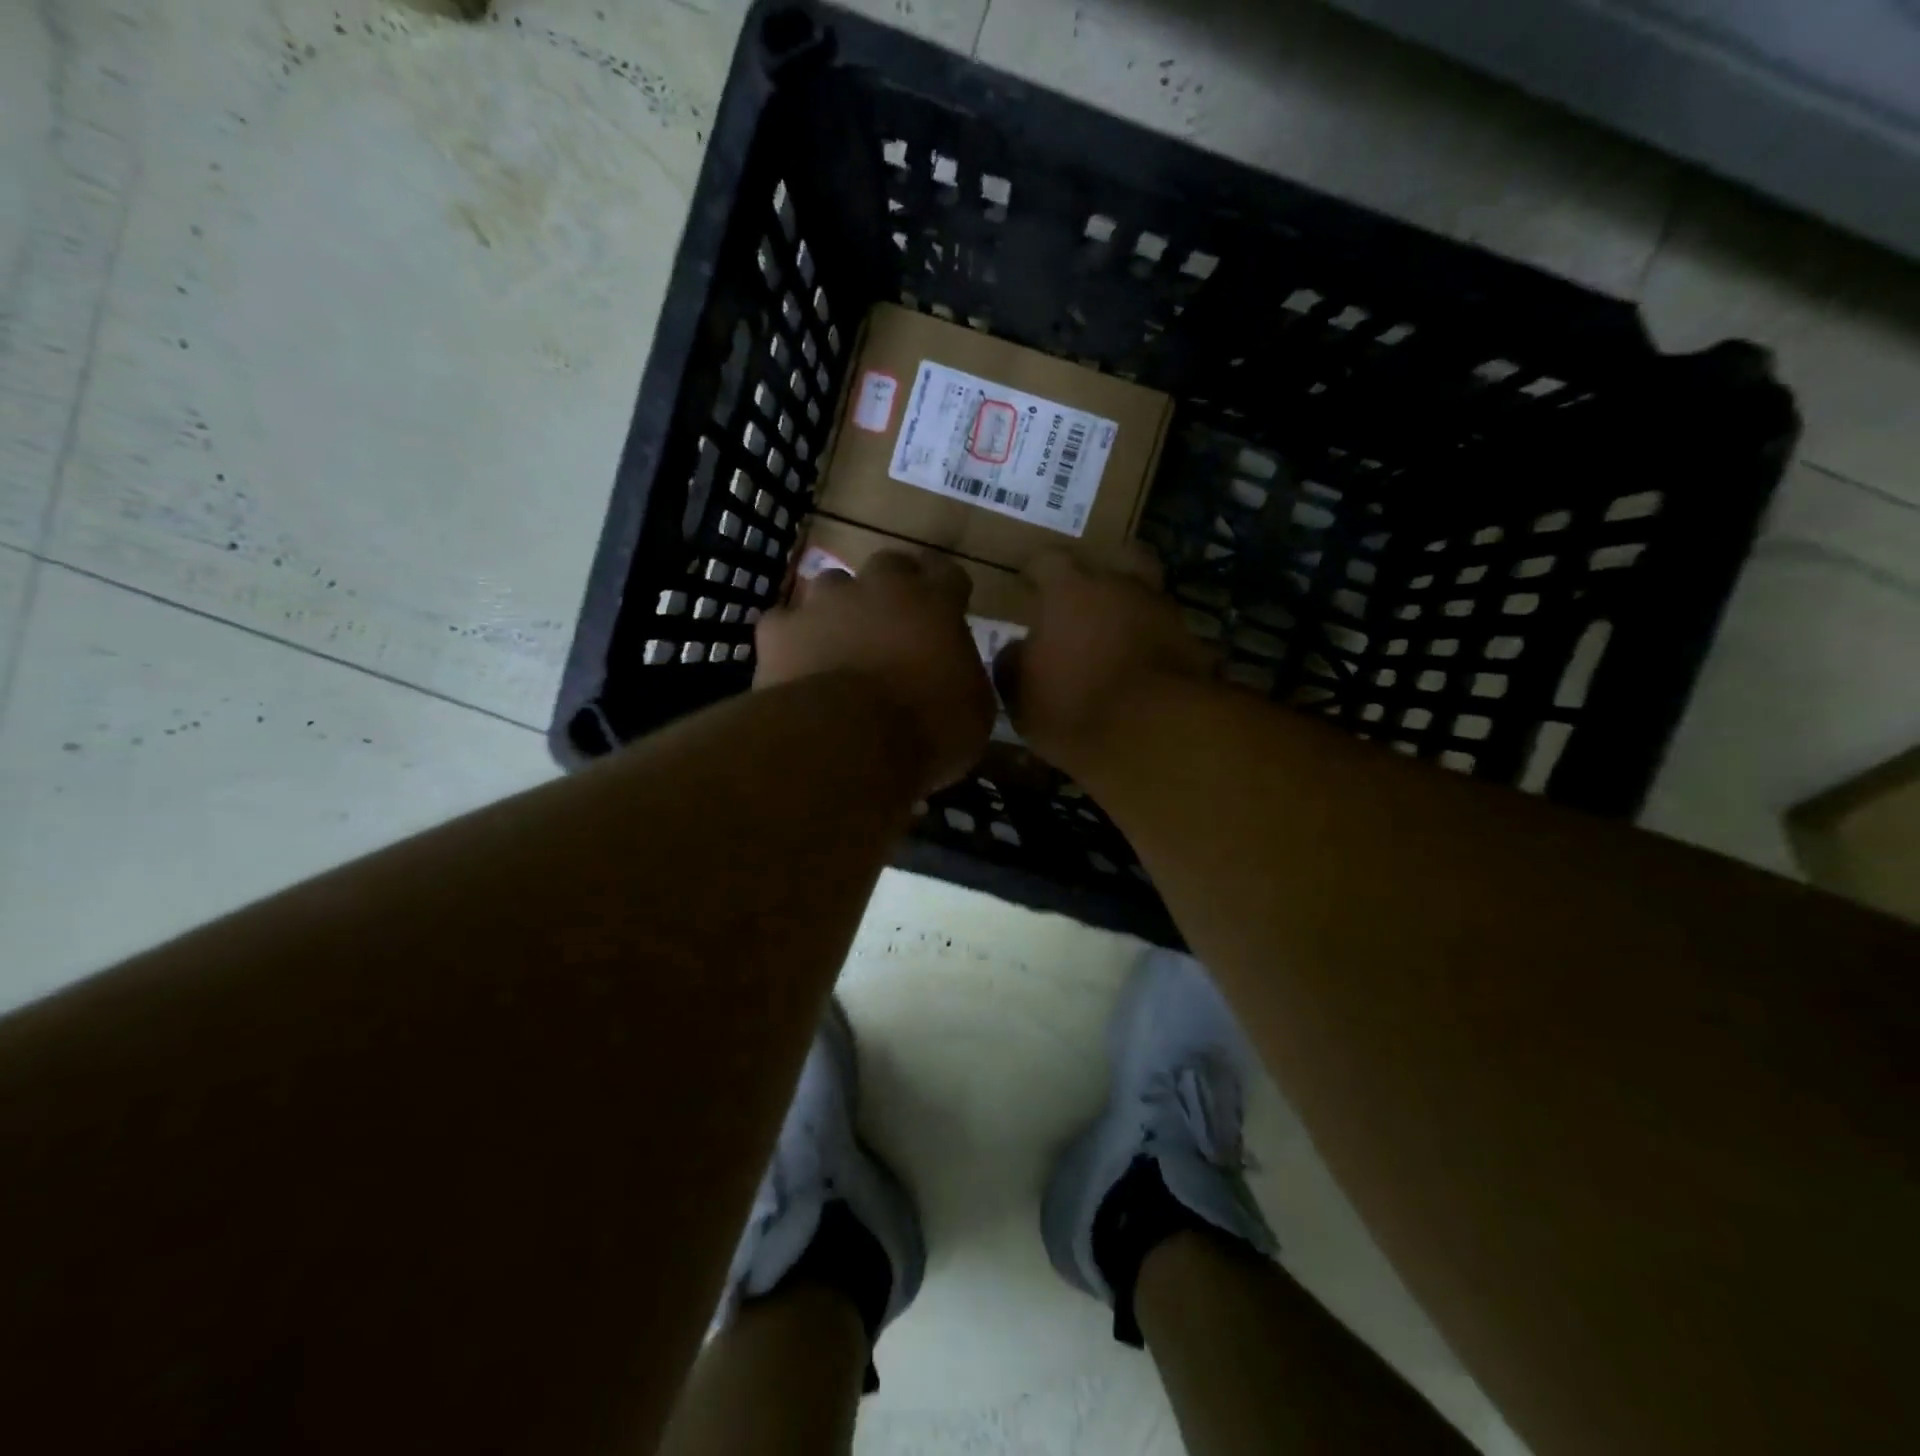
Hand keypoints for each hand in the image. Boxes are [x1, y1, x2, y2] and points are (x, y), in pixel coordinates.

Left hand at [756, 549, 995, 793]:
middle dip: (894, 588)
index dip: (948, 591)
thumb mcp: (976, 713)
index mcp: (935, 602)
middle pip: (891, 565)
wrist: (847, 742)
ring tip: (842, 643)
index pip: (948, 574)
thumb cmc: (927, 729)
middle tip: (896, 623)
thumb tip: (958, 677)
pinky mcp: (780, 630)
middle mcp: (879, 587)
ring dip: (840, 609)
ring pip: (833, 586)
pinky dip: (793, 641)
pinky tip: (798, 666)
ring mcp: (824, 603)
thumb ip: (967, 678)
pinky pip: (785, 624)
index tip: (950, 611)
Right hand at [994, 548, 1213, 774]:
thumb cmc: (1073, 707)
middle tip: (1086, 600)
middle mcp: (1121, 586)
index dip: (1036, 572)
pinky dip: (1155, 645)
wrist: (1155, 733)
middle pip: (1116, 560)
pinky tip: (1145, 669)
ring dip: (1132, 610)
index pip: (1048, 561)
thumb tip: (1016, 651)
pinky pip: (1167, 635)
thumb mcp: (1021, 696)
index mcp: (1070, 590)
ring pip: (1146, 596)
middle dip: (1101, 575)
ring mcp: (1163, 611)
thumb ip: (1013, 665)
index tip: (1028, 583)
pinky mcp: (1194, 643)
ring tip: (1118, 639)